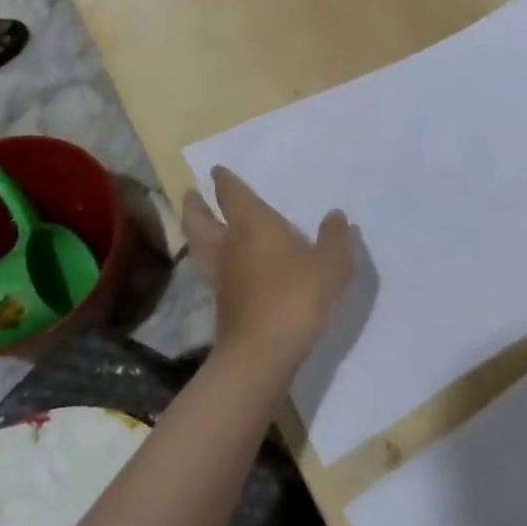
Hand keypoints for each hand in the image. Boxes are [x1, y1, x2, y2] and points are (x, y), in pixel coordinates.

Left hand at [182, 168, 352, 367]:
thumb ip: (334, 237)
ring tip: (202, 227)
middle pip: (199, 221)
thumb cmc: (295, 296)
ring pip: (200, 247)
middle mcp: (229, 246)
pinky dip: (215, 262)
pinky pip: (213, 272)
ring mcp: (222, 278)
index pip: (231, 195)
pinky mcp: (224, 306)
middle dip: (195, 206)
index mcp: (252, 225)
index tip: (217, 171)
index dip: (224, 181)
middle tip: (191, 196)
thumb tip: (335, 216)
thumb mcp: (330, 263)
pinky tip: (231, 267)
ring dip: (198, 233)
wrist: (262, 355)